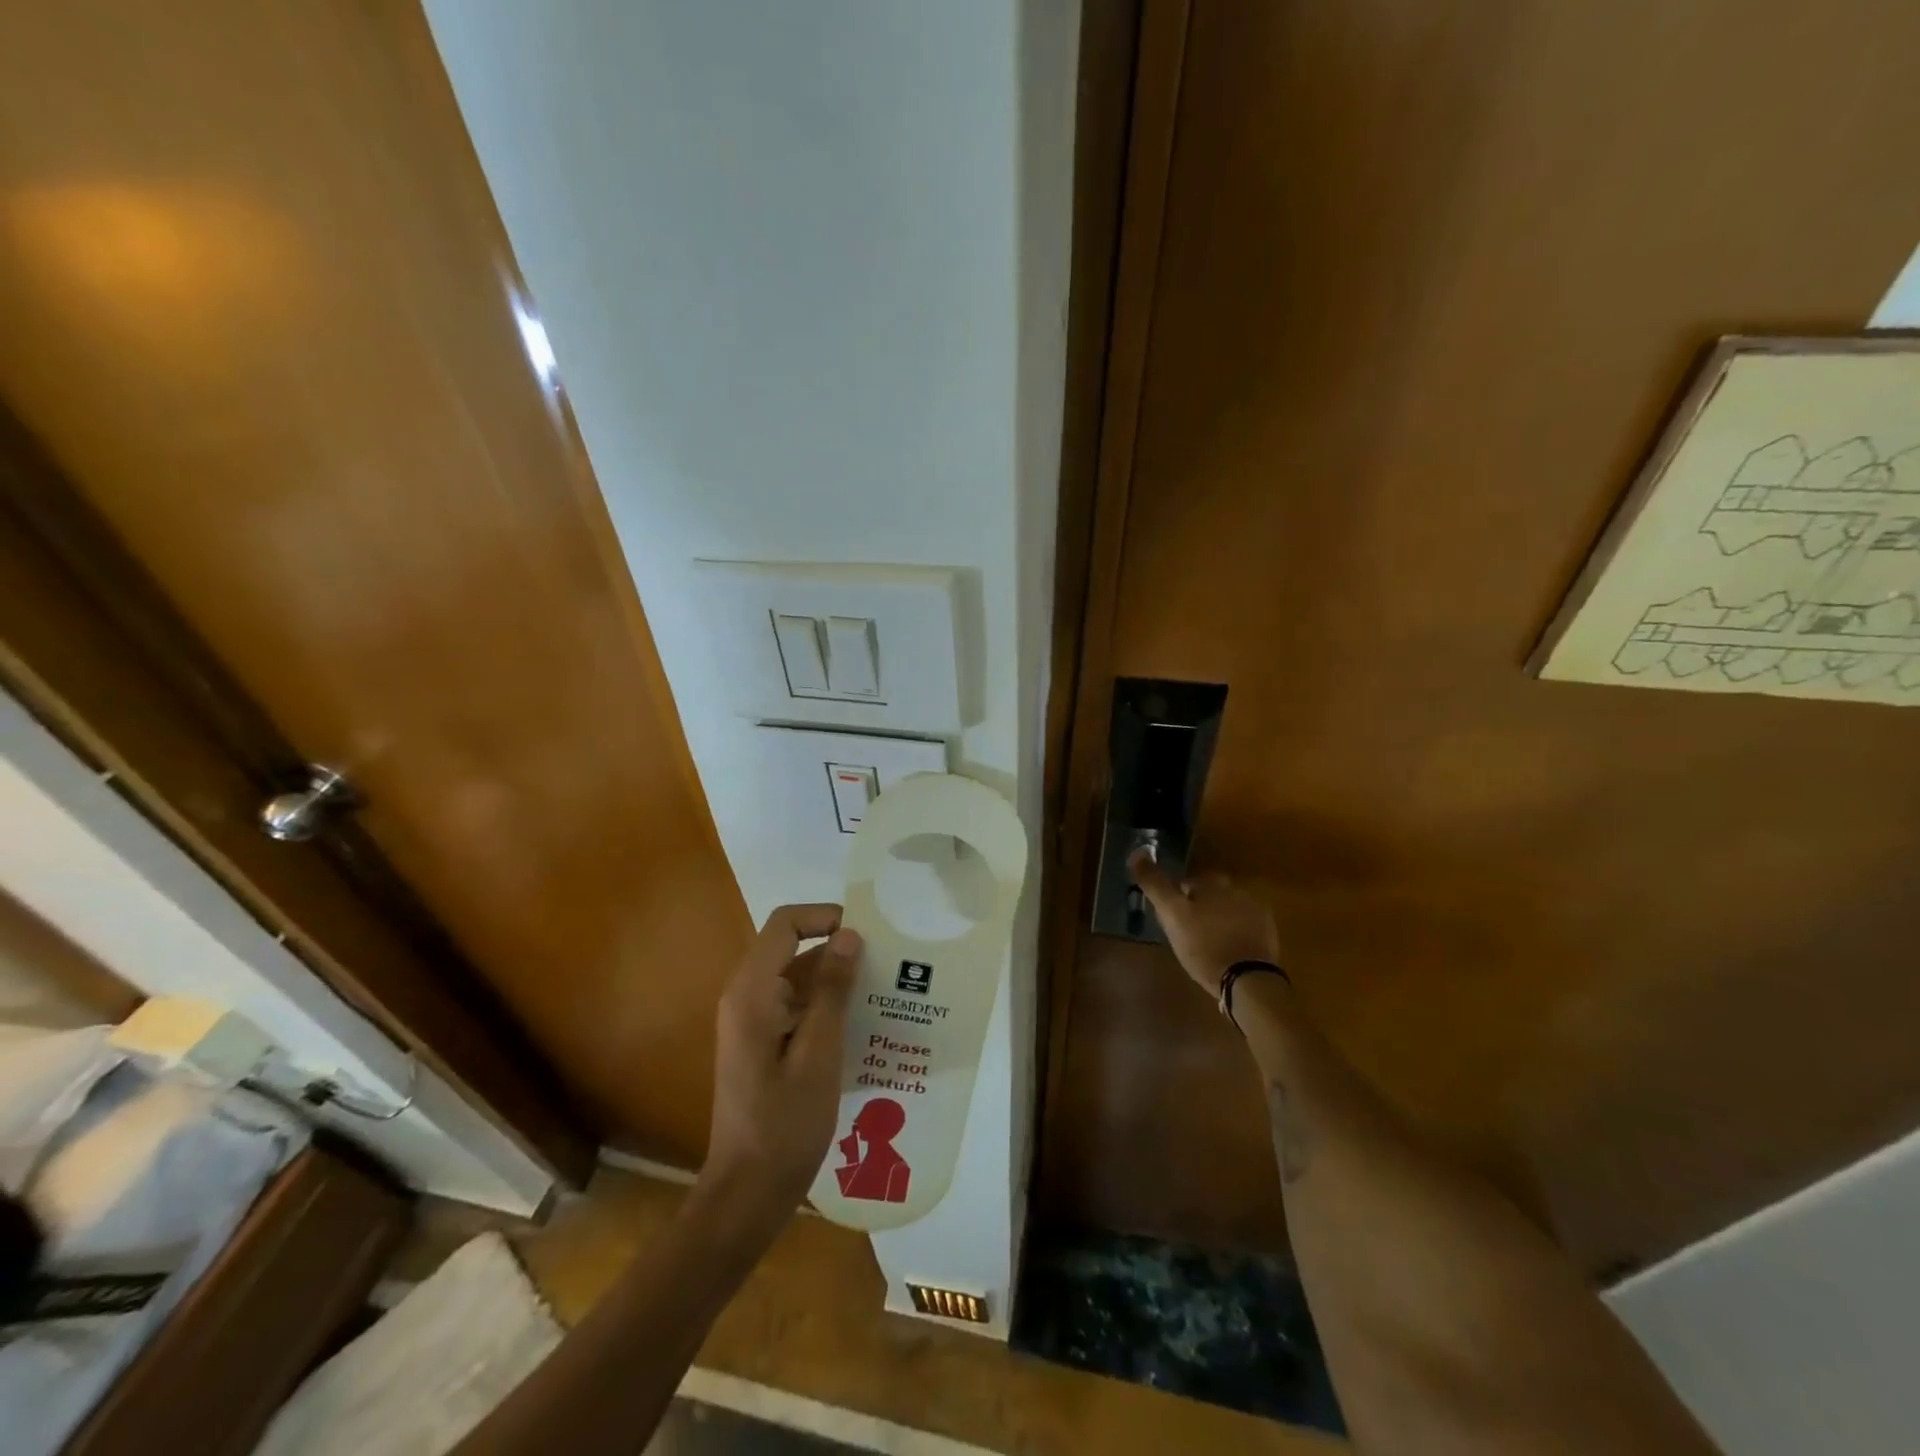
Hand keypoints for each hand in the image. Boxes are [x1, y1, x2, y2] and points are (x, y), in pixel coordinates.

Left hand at [699, 904, 860, 1222]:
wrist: (747, 1192)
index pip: (786, 924)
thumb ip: (832, 990)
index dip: (825, 917)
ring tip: (883, 993)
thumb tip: (849, 935)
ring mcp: (751, 1021)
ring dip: (835, 981)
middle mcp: (746, 997)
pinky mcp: (760, 1042)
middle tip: (886, 966)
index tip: (866, 935)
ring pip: (795, 978)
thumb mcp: (819, 1053)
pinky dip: (824, 1006)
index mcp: (752, 992)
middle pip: (791, 948)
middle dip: (838, 951)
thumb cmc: (785, 1124)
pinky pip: (794, 1005)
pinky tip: (861, 1025)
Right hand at [1128, 848, 1280, 995]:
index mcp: (1214, 883)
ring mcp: (1257, 913)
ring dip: (1216, 922)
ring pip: (1227, 912)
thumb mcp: (1171, 913)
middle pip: (1209, 896)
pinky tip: (1224, 954)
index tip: (1169, 920)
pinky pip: (1243, 929)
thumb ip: (1155, 884)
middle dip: (1198, 909)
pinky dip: (1233, 936)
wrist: (1247, 981)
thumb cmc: (1204, 945)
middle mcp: (1238, 891)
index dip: (1175, 901)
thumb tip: (1136, 853)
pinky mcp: (1268, 936)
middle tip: (1185, 934)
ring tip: (1204, 946)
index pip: (1187, 883)